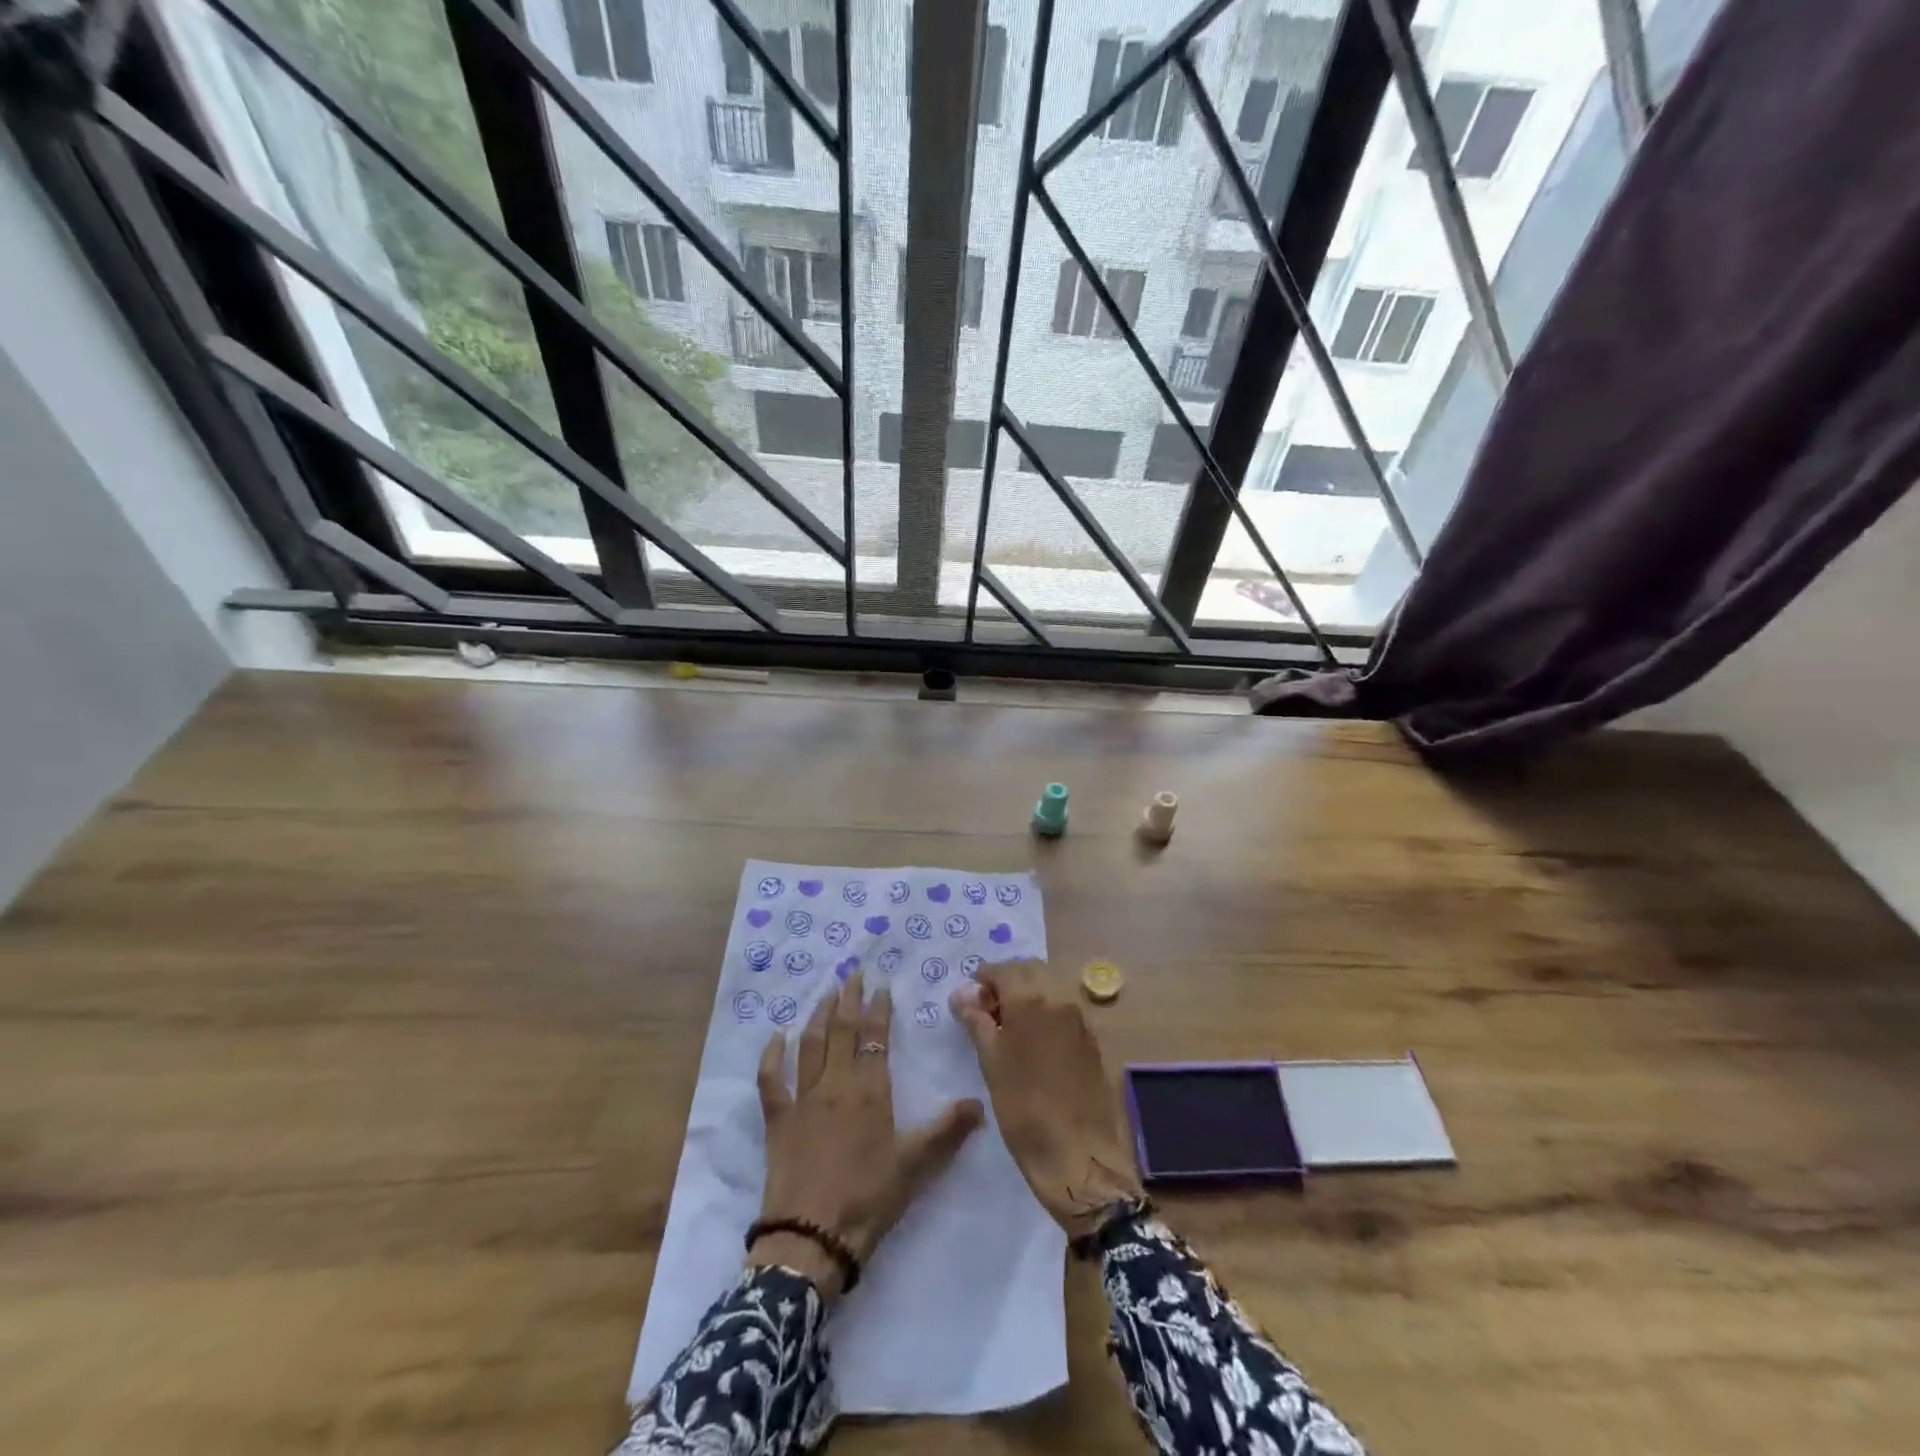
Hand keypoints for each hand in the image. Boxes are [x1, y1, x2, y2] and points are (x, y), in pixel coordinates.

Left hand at [753, 971, 983, 1299]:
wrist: (811, 1238)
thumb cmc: (868, 1199)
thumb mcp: (915, 1165)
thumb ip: (947, 1130)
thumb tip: (980, 1102)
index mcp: (870, 1092)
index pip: (875, 1039)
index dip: (878, 1010)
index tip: (881, 986)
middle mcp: (835, 1085)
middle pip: (841, 1031)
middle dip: (847, 999)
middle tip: (852, 973)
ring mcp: (803, 1100)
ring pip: (810, 1045)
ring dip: (817, 1016)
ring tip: (825, 994)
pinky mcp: (778, 1120)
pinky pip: (771, 1080)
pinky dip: (772, 1055)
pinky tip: (777, 1036)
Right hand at [950, 960, 1143, 1240]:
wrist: (1079, 1157)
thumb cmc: (1025, 1110)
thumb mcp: (991, 1064)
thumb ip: (977, 1021)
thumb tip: (963, 994)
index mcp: (1032, 1000)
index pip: (1003, 969)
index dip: (983, 979)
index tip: (969, 999)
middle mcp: (1060, 999)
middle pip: (1030, 971)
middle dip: (1007, 982)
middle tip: (987, 1011)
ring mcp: (1081, 1018)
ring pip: (1050, 988)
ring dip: (1028, 996)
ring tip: (1008, 1028)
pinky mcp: (1093, 1040)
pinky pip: (1064, 1010)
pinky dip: (1046, 1012)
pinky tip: (1034, 1042)